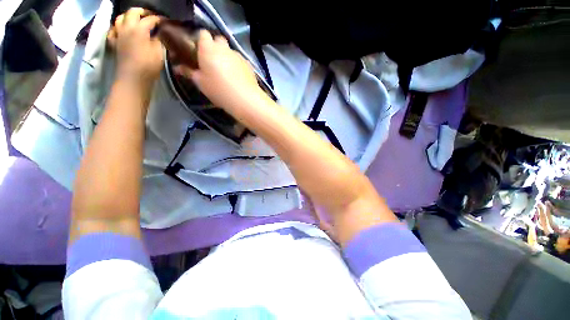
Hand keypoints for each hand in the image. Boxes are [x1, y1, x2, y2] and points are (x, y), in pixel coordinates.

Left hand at [108, 8, 162, 85]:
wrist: (133, 78)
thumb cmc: (148, 66)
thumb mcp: (159, 52)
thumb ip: (158, 40)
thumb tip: (158, 34)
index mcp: (139, 29)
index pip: (150, 19)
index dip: (159, 19)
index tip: (165, 21)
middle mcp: (126, 28)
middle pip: (132, 12)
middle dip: (142, 11)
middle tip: (150, 16)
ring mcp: (117, 34)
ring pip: (120, 18)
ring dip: (128, 16)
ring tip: (135, 20)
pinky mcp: (113, 43)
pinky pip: (113, 30)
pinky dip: (118, 27)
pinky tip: (122, 31)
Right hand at [174, 30, 262, 109]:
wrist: (245, 99)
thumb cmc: (219, 90)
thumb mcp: (201, 83)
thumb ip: (189, 72)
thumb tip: (177, 67)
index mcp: (208, 48)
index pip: (202, 34)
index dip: (200, 40)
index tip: (198, 51)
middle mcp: (224, 48)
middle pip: (218, 40)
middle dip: (214, 47)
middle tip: (212, 62)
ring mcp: (238, 55)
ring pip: (230, 51)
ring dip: (226, 57)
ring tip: (226, 73)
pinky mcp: (249, 64)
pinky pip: (239, 60)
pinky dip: (236, 65)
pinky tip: (237, 78)